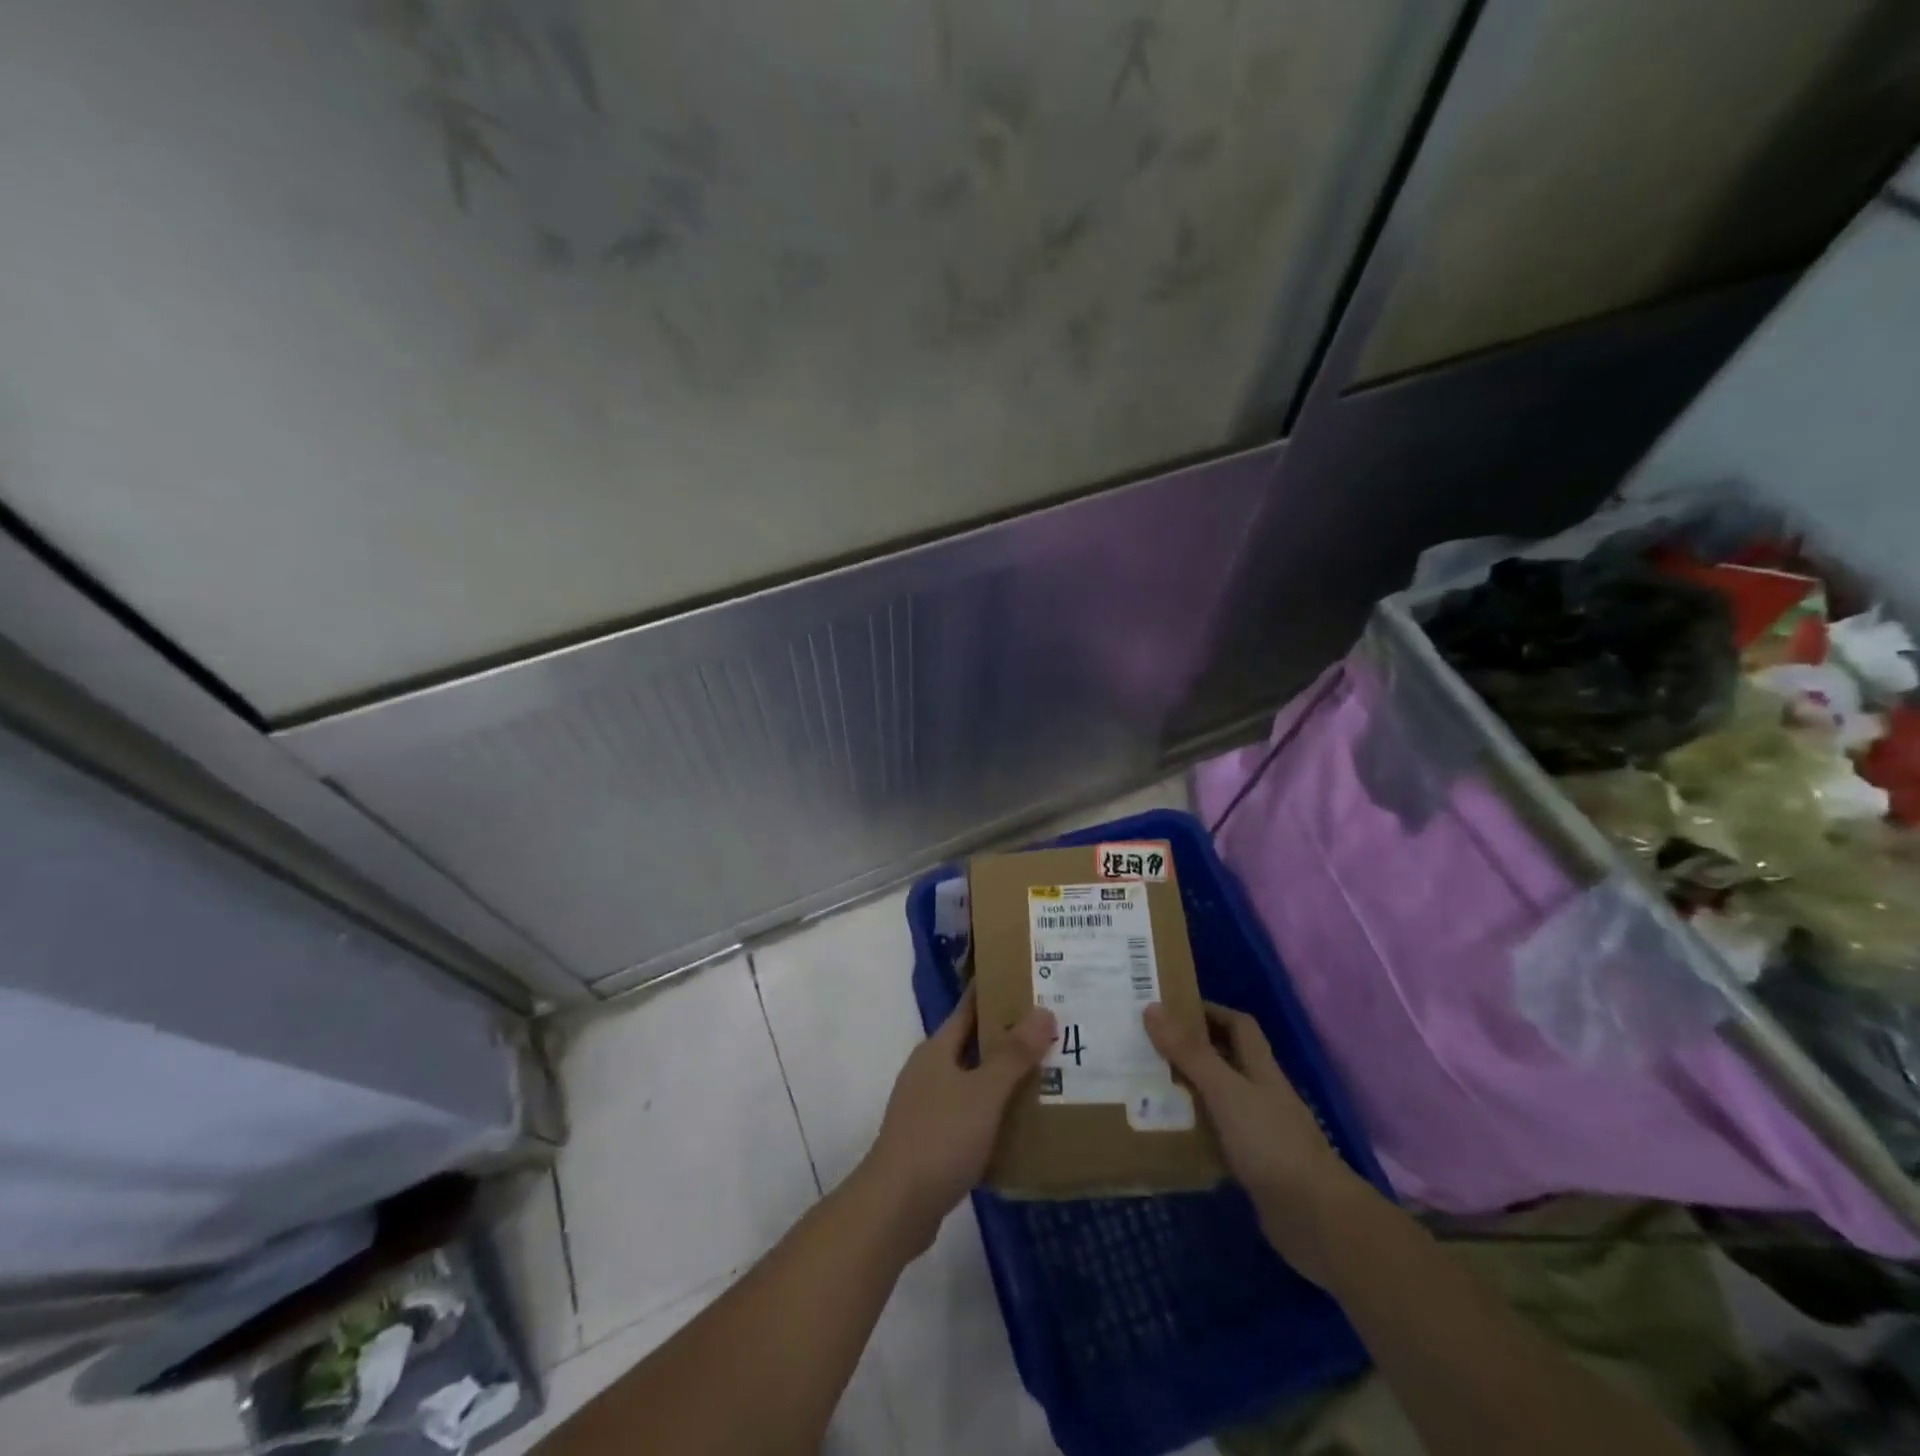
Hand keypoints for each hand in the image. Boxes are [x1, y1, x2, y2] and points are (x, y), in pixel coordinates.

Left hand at [859, 986, 1055, 1251]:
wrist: (895, 1207)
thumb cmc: (940, 1137)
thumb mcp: (983, 1093)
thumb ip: (1013, 1054)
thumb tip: (1042, 1011)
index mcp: (936, 1050)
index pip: (969, 1008)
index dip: (996, 992)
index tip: (1028, 981)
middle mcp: (929, 1071)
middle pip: (973, 1044)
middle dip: (1008, 1037)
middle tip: (1051, 1029)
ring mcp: (927, 1106)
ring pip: (972, 1080)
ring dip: (1003, 1077)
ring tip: (1046, 1074)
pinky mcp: (931, 1140)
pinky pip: (970, 1114)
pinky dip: (994, 1112)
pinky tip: (1021, 1124)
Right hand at [1144, 1001, 1373, 1283]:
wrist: (1317, 1221)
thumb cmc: (1272, 1144)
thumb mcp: (1226, 1091)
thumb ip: (1190, 1052)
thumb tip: (1152, 1007)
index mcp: (1261, 1069)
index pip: (1239, 1025)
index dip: (1209, 1011)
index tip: (1170, 1008)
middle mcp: (1261, 1094)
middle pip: (1226, 1060)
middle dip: (1191, 1049)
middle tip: (1147, 1044)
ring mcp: (1260, 1132)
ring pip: (1219, 1099)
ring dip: (1188, 1091)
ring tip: (1145, 1084)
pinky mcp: (1253, 1167)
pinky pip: (1217, 1138)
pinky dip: (1194, 1132)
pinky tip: (1167, 1134)